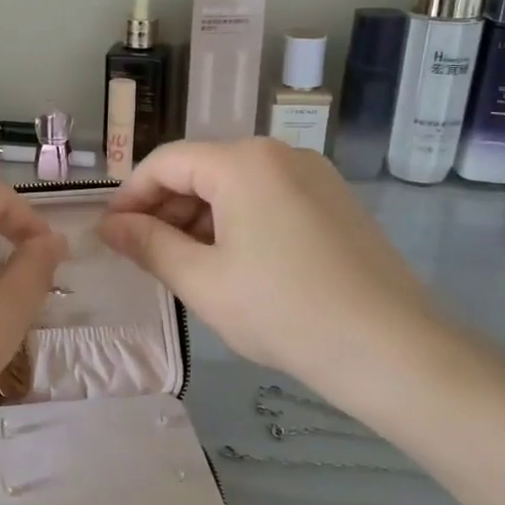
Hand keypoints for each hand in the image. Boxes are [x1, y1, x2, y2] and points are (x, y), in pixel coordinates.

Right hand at [99, 138, 443, 409]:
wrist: (394, 351)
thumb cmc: (284, 311)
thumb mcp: (202, 281)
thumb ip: (148, 244)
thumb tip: (110, 226)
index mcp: (243, 162)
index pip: (165, 163)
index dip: (130, 197)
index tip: (111, 235)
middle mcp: (279, 153)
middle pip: (201, 170)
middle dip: (165, 210)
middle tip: (145, 257)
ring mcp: (313, 176)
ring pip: (234, 186)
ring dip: (199, 220)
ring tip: (186, 267)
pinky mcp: (334, 202)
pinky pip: (267, 199)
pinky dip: (236, 224)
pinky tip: (233, 266)